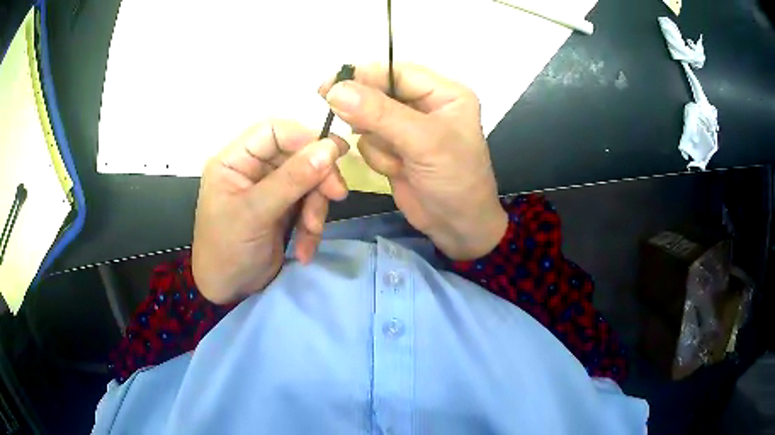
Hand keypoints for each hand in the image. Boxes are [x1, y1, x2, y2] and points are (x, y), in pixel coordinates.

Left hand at [192, 120, 348, 303]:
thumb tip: (330, 147)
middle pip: (297, 155)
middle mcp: (253, 169)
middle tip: (337, 194)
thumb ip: (291, 179)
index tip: (333, 153)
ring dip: (316, 209)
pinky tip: (304, 249)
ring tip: (310, 234)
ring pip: (308, 181)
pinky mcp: (284, 210)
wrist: (228, 292)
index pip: (274, 131)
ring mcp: (270, 190)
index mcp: (235, 160)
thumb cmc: (227, 249)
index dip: (304, 137)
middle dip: (317, 178)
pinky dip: (311, 227)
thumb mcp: (255, 213)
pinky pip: (308, 205)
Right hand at [319, 63, 506, 259]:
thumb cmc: (455, 180)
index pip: (395, 71)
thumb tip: (336, 90)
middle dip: (367, 114)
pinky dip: (377, 157)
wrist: (458, 228)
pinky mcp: (395, 148)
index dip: (362, 76)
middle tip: (352, 125)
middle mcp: (425, 104)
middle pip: (377, 93)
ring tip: (399, 161)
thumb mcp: (424, 142)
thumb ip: (380, 114)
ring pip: (368, 120)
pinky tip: (398, 170)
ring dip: (377, 142)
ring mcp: (407, 127)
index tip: (328, 87)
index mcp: (443, 92)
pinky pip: (369, 142)